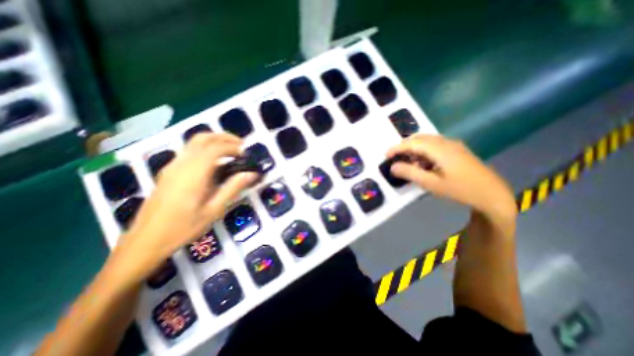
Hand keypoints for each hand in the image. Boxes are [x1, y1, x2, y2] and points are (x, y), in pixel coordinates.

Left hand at [115, 134, 256, 275]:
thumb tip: (251, 173)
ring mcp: (172, 167)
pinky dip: (205, 150)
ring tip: (231, 152)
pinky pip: (189, 152)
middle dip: (223, 137)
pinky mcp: (168, 172)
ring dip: (214, 141)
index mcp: (193, 173)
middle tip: (240, 145)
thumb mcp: (214, 210)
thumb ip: (233, 188)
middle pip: (202, 138)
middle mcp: (181, 164)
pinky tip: (214, 164)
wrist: (145, 241)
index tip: (245, 154)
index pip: (215, 148)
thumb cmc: (184, 227)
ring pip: (194, 143)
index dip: (233, 146)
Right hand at [386, 135, 514, 221]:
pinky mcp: (457, 150)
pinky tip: (424, 163)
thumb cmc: (461, 190)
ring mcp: (453, 145)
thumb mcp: (432, 184)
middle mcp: (446, 142)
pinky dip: (424, 151)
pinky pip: (435, 145)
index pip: (413, 143)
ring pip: (427, 140)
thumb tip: (393, 167)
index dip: (397, 147)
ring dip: (414, 148)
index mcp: (440, 149)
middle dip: (405, 146)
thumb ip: (410, 173)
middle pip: (420, 138)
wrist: (493, 194)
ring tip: (408, 162)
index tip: (386, 155)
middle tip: (395, 158)